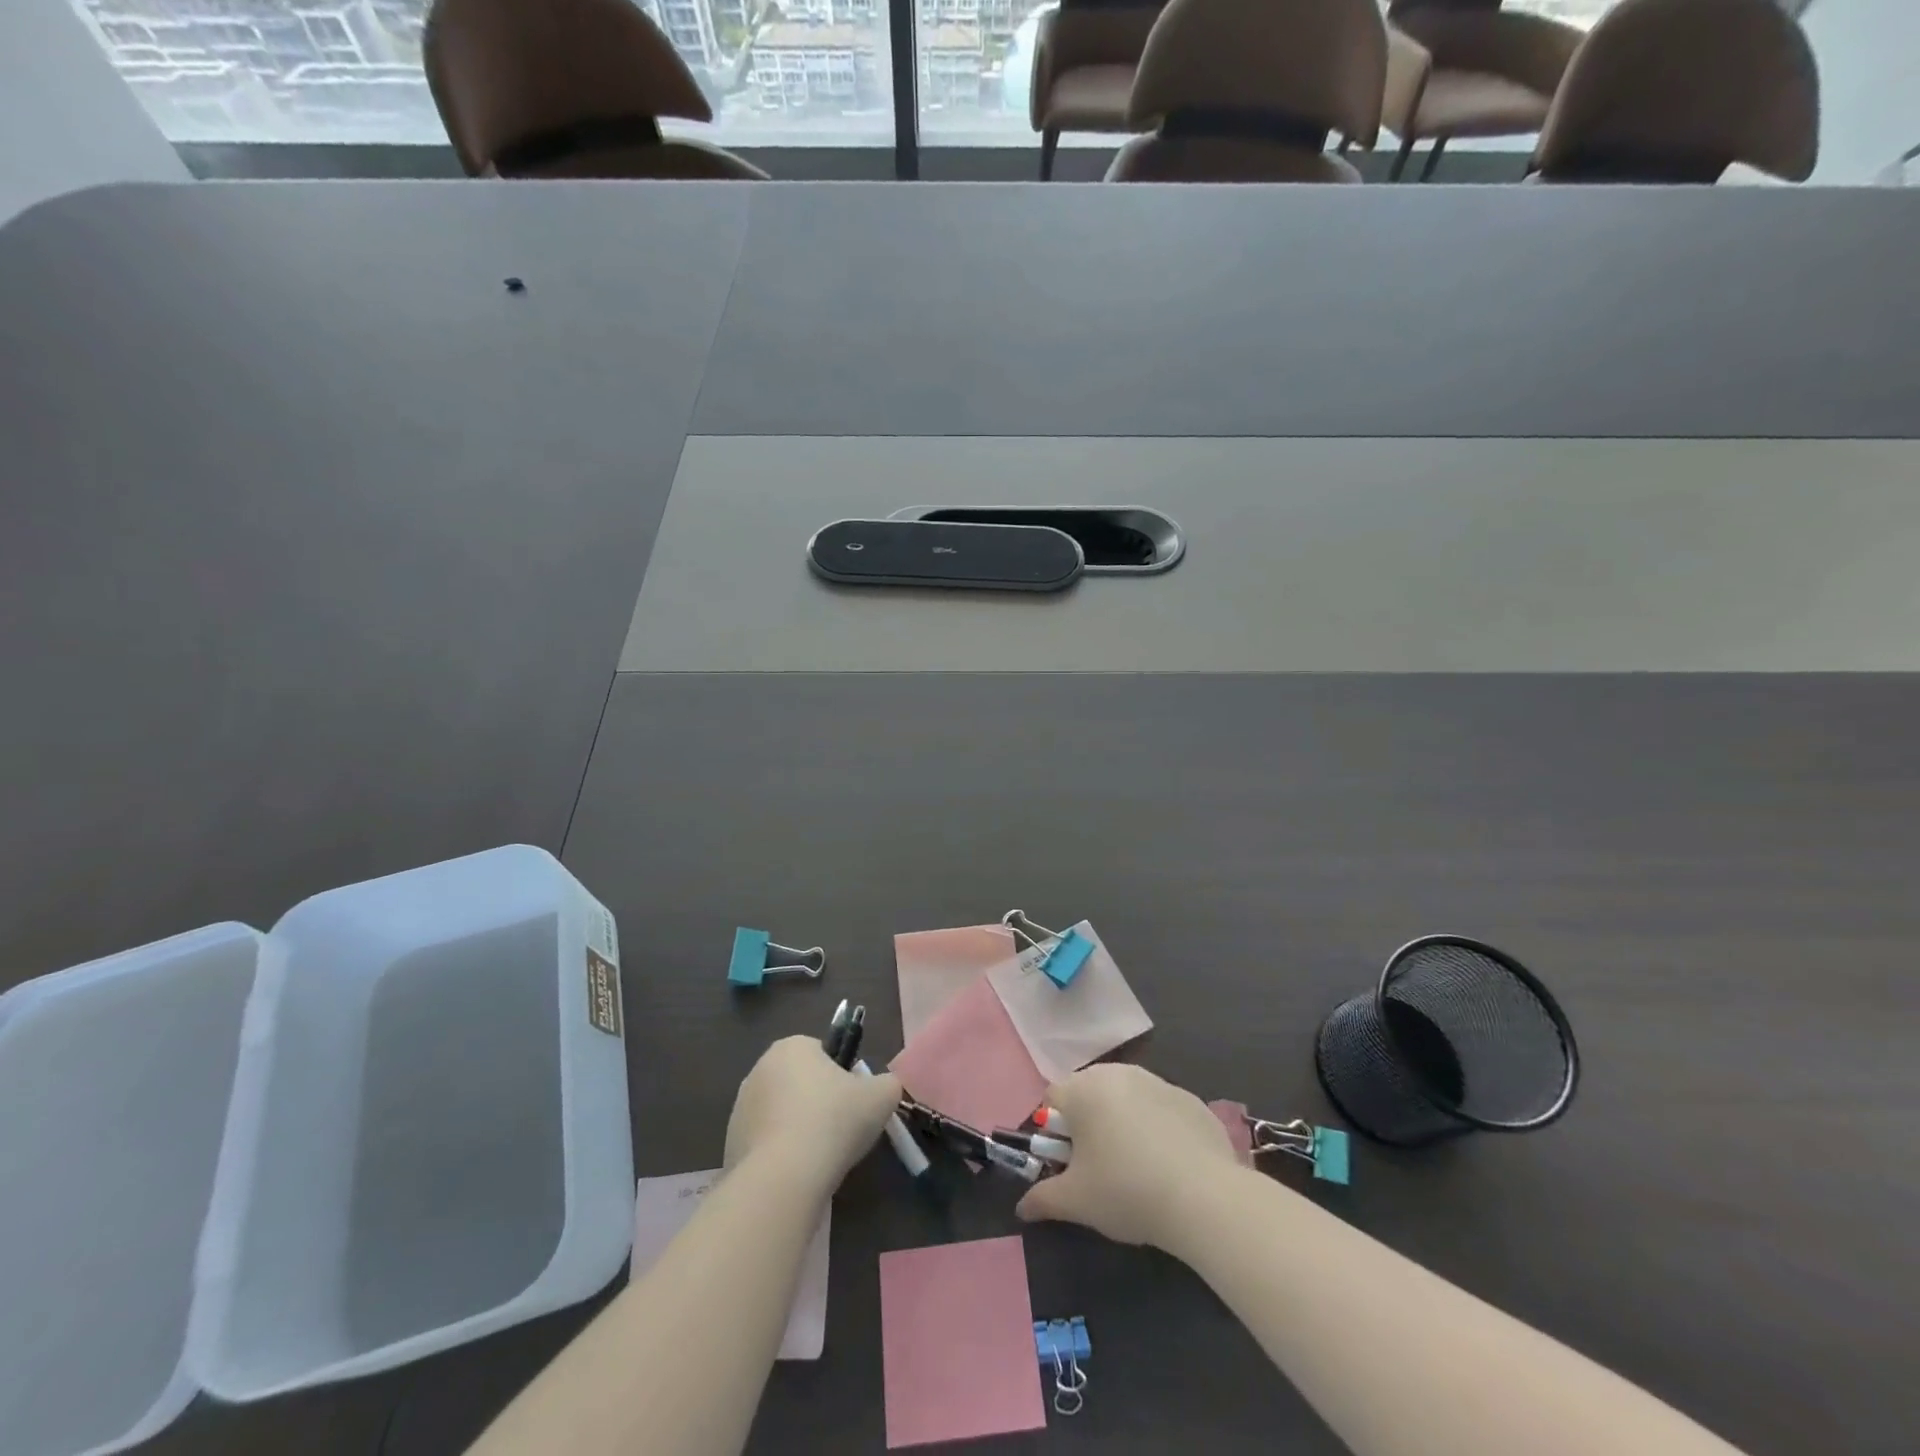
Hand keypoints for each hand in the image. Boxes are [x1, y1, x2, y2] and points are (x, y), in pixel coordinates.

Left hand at [724, 1036, 902, 1194]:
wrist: (782, 1179)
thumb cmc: (833, 1122)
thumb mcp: (881, 1097)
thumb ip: (888, 1084)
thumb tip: (884, 1088)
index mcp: (793, 1046)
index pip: (822, 1053)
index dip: (842, 1077)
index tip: (853, 1102)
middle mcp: (760, 1068)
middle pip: (800, 1082)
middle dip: (818, 1102)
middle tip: (840, 1130)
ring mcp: (740, 1108)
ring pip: (781, 1113)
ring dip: (798, 1129)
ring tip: (819, 1158)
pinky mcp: (730, 1144)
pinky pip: (765, 1144)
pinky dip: (780, 1155)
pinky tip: (797, 1174)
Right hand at [1015, 1063, 1240, 1248]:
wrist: (1204, 1197)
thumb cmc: (1126, 1191)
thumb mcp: (1076, 1202)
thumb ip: (1042, 1199)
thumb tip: (1022, 1207)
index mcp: (1083, 1090)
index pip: (1052, 1097)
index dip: (1053, 1130)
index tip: (1068, 1163)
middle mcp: (1117, 1074)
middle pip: (1089, 1092)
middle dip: (1088, 1123)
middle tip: (1098, 1166)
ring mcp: (1157, 1081)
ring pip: (1126, 1097)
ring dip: (1122, 1122)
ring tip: (1136, 1167)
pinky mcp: (1189, 1098)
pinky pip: (1160, 1108)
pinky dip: (1157, 1127)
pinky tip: (1170, 1165)